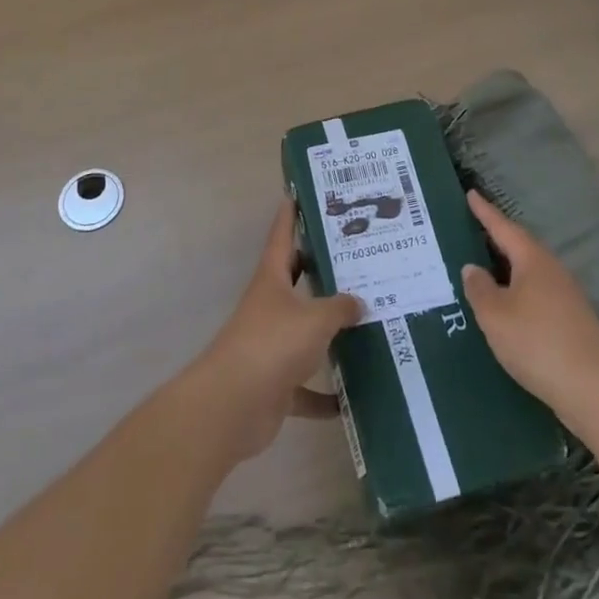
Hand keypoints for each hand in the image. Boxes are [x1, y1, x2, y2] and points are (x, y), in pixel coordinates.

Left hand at [192, 200, 362, 460]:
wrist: (233, 405)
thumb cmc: (273, 344)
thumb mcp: (315, 319)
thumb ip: (341, 307)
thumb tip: (359, 302)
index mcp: (272, 279)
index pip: (282, 237)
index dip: (290, 215)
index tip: (297, 194)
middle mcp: (270, 307)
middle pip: (295, 281)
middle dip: (319, 271)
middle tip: (353, 259)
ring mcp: (270, 346)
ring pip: (304, 333)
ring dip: (328, 334)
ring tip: (364, 323)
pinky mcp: (275, 385)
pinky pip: (305, 388)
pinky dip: (324, 395)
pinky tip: (351, 398)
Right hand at [461, 192, 598, 421]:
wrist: (593, 388)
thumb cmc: (536, 341)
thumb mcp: (495, 315)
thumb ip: (479, 289)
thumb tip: (473, 268)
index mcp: (532, 260)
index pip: (503, 228)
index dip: (485, 212)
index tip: (471, 193)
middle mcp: (552, 270)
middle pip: (521, 247)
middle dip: (498, 239)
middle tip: (475, 230)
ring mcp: (567, 295)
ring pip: (531, 272)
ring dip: (509, 268)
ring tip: (487, 270)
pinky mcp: (573, 320)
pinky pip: (538, 293)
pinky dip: (520, 292)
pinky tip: (510, 307)